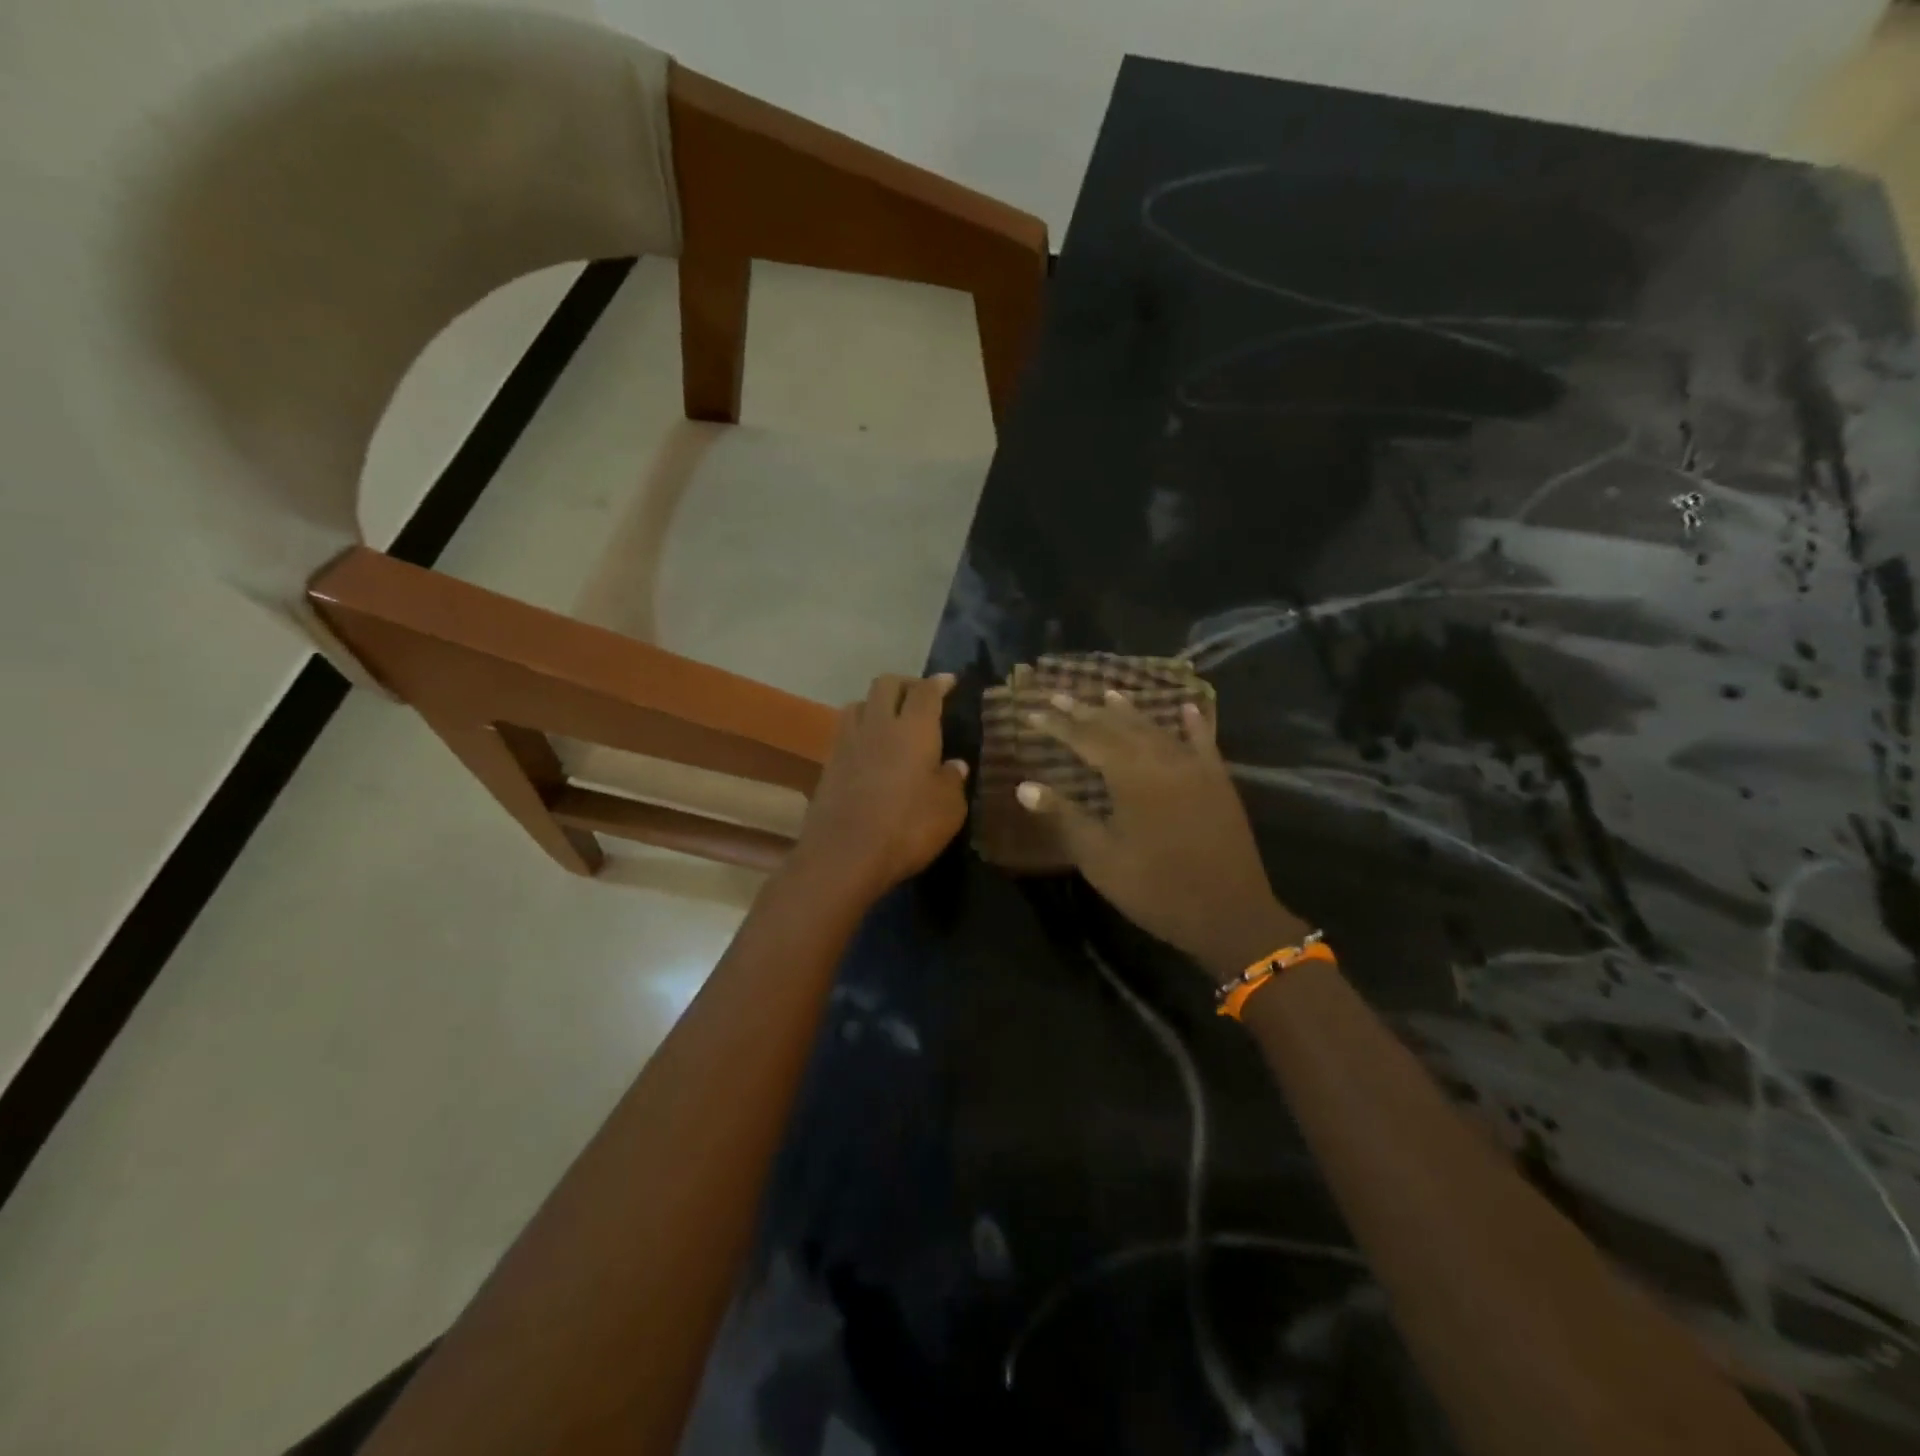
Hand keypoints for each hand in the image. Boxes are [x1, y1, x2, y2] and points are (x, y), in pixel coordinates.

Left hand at [790, 674, 969, 904]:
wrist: (844, 855)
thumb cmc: (907, 828)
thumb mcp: (948, 810)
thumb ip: (952, 781)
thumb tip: (953, 765)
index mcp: (914, 729)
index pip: (926, 691)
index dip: (939, 682)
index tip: (949, 681)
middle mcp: (878, 725)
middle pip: (886, 684)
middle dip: (905, 683)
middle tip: (920, 696)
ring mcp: (848, 742)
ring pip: (859, 703)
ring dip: (876, 703)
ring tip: (889, 720)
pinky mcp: (828, 763)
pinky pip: (846, 731)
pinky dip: (861, 730)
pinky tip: (869, 749)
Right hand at [1017, 692, 1307, 979]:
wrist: (1229, 914)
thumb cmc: (1155, 888)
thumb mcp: (1100, 858)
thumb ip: (1064, 817)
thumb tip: (1024, 787)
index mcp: (1130, 776)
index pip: (1086, 739)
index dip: (1058, 725)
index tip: (1033, 711)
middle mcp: (1162, 760)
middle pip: (1119, 727)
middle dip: (1087, 711)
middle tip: (1060, 694)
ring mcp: (1195, 768)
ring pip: (1156, 729)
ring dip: (1130, 712)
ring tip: (1108, 694)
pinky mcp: (1219, 782)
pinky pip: (1204, 743)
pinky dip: (1193, 724)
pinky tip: (1187, 708)